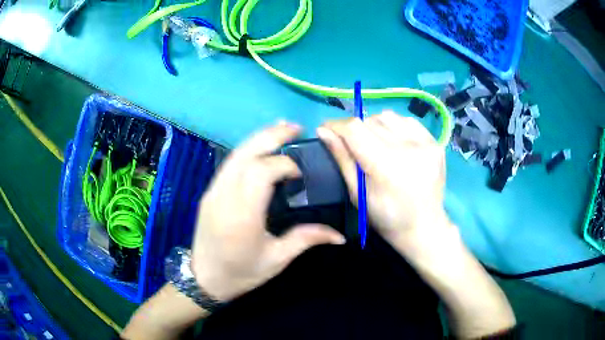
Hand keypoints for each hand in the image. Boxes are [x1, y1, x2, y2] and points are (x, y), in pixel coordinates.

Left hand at [191, 122, 344, 301]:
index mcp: (242, 215)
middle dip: (271, 136)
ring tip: (280, 129)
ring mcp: (213, 191)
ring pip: (235, 154)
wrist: (204, 278)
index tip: (300, 173)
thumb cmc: (241, 273)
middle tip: (295, 127)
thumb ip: (306, 239)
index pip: (262, 172)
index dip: (284, 165)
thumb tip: (340, 235)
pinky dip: (247, 150)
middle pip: (246, 154)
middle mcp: (224, 196)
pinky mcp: (209, 192)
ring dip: (258, 138)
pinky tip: (260, 148)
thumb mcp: (276, 260)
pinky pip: (229, 163)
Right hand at [317, 111, 452, 251]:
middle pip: (370, 121)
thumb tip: (323, 131)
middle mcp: (407, 148)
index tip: (327, 129)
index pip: (355, 128)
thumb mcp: (357, 193)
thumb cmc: (386, 217)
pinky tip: (396, 143)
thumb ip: (342, 159)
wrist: (423, 225)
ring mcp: (425, 142)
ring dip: (376, 126)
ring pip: (387, 116)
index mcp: (385, 165)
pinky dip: (395, 126)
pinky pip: (406, 120)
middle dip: (355, 130)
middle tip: (354, 146)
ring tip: (378, 144)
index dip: (336, 125)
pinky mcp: (435, 141)